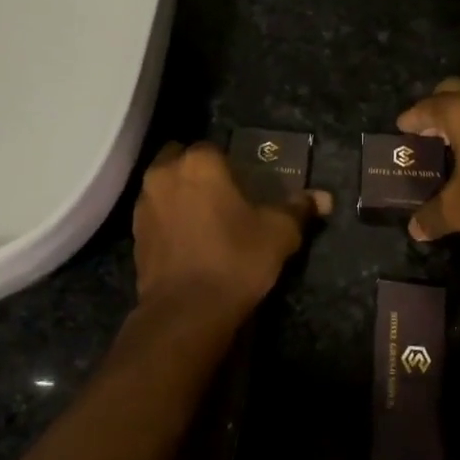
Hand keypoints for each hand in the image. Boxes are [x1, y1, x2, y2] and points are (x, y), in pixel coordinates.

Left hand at [133, 142, 330, 315]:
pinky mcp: (135, 235)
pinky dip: (168, 220)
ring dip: (179, 194)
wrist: (186, 312)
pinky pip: (155, 215)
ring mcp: (144, 205)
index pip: (214, 148)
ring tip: (205, 219)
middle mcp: (164, 174)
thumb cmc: (235, 259)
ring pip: (163, 186)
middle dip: (197, 171)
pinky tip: (188, 242)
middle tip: (222, 195)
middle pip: (180, 159)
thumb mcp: (279, 234)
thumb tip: (324, 198)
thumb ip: (299, 209)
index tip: (244, 184)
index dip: (229, 164)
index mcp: (199, 163)